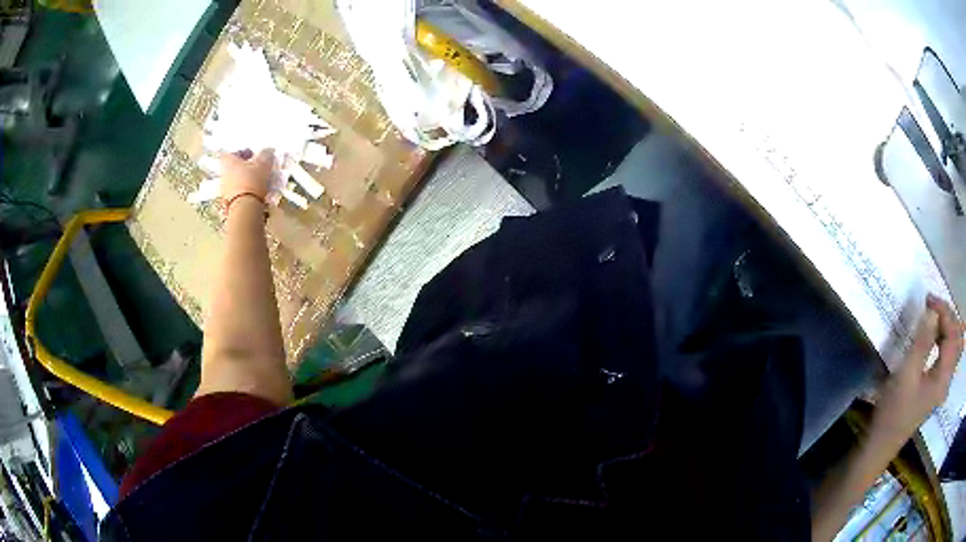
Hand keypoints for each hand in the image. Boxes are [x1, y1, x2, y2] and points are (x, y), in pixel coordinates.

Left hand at [220, 148, 274, 201]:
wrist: (245, 208)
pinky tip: (256, 194)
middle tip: (257, 168)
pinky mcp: (228, 203)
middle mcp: (223, 174)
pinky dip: (246, 192)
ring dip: (246, 180)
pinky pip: (238, 193)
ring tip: (260, 182)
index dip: (243, 152)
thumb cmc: (251, 180)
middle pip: (234, 167)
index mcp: (227, 161)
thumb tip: (268, 150)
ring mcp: (224, 190)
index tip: (253, 155)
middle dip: (245, 167)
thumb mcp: (263, 163)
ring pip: (236, 181)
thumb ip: (265, 154)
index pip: (233, 152)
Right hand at [870, 295, 963, 449]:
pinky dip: (944, 339)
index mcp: (943, 377)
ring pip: (954, 346)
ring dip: (948, 326)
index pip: (952, 333)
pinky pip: (948, 355)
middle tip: (932, 307)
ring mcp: (942, 384)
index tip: (928, 300)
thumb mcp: (906, 374)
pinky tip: (933, 337)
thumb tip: (932, 311)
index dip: (944, 311)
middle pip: (958, 338)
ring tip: (933, 318)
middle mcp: (947, 379)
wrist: (881, 444)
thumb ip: (922, 342)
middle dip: (948, 316)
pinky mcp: (936, 387)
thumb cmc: (893, 411)